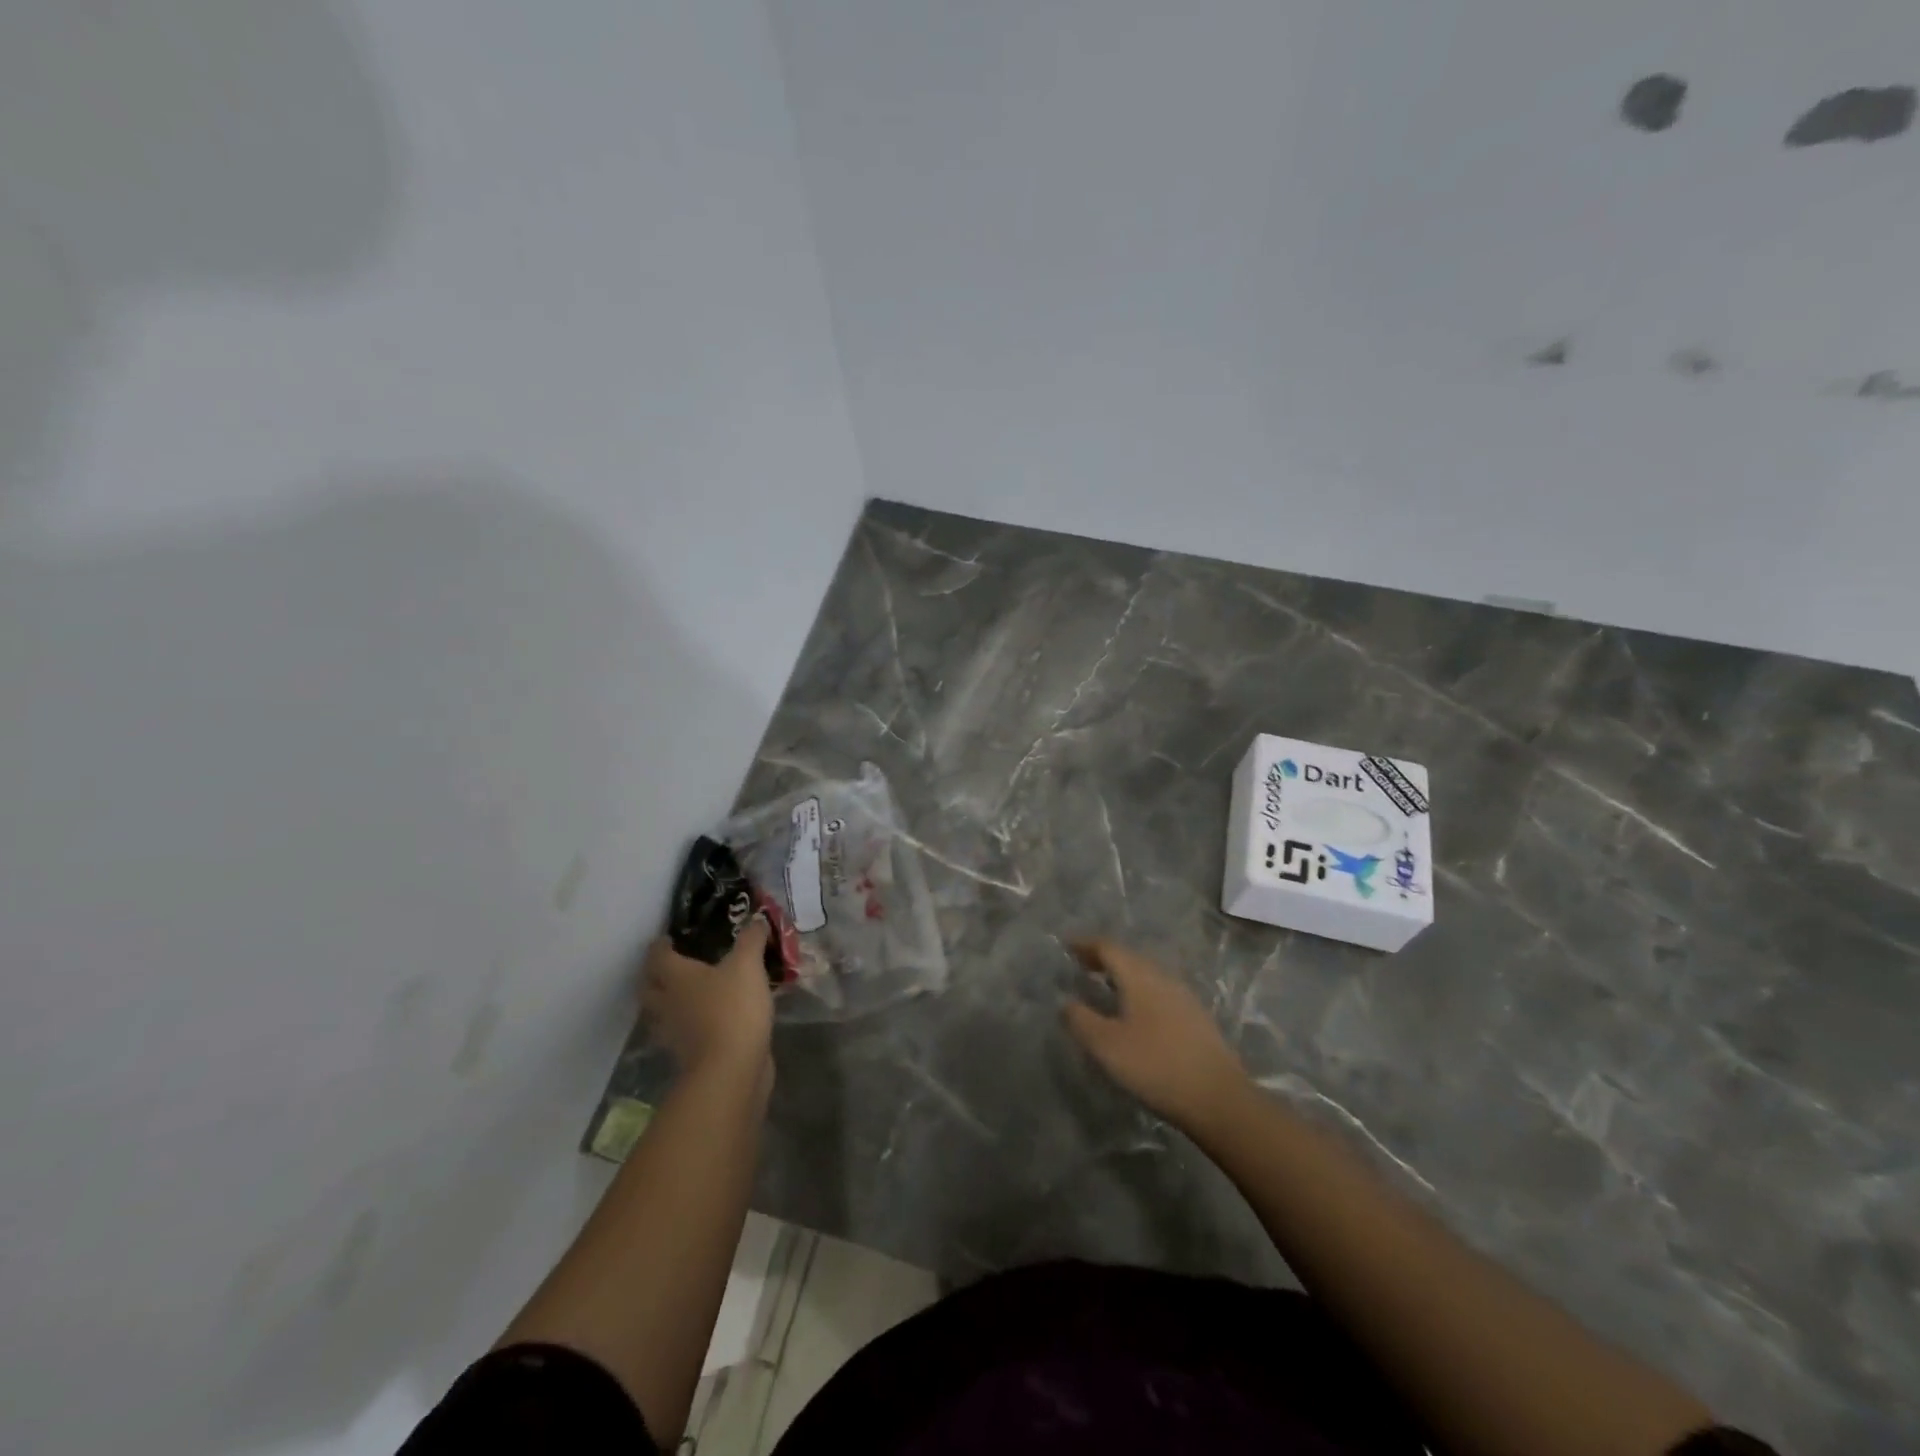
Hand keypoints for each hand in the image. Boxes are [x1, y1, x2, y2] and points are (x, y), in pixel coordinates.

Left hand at [642, 918, 773, 1083]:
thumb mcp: (748, 965)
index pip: (658, 956)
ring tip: (690, 993)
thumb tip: (756, 919)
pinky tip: (709, 1019)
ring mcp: (674, 1033)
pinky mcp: (688, 1055)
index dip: (661, 945)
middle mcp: (667, 1004)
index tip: (668, 938)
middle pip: (650, 987)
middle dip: (656, 975)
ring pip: (663, 1013)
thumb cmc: (733, 1009)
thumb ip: (751, 940)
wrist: (730, 1070)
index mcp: (676, 977)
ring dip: (670, 1002)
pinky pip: (683, 1033)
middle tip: (674, 964)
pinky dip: (690, 1025)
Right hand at [1063, 939, 1247, 1130]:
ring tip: (1105, 987)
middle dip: (1104, 958)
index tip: (1067, 945)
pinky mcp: (1196, 1018)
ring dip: (1123, 975)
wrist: (1219, 1098)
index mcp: (1139, 977)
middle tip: (1082, 965)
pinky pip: (1159, 992)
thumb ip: (1081, 1020)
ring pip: (1147, 975)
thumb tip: (1066, 1002)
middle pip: (1129, 958)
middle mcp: (1163, 978)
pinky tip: (1136, 1013)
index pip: (1108, 948)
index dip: (1086, 944)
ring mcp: (1183, 997)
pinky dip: (1140, 992)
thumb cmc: (1156, 1066)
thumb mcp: (1107, 1046)